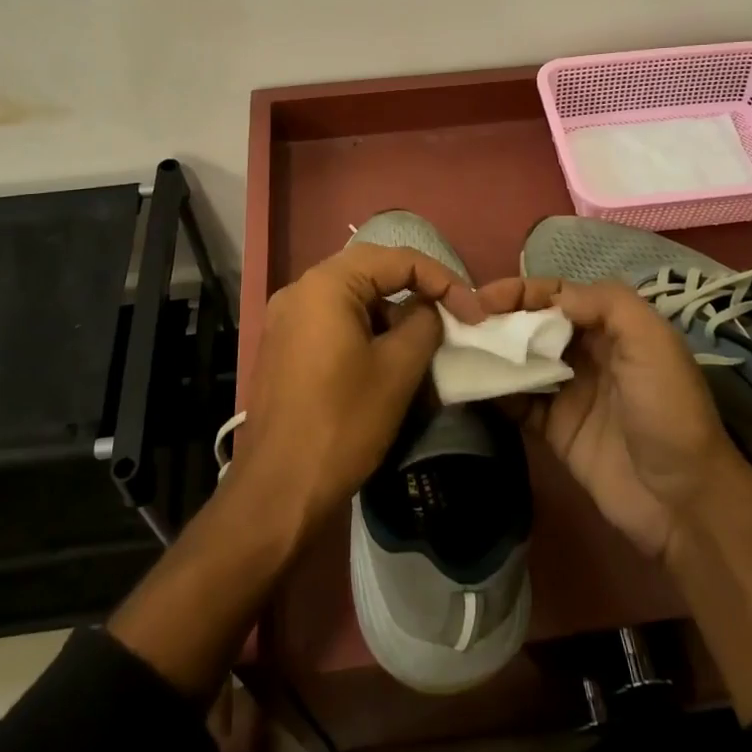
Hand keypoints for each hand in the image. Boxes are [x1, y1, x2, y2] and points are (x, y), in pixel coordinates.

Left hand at [239, 244, 482, 534]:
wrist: (277, 492)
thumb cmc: (342, 423)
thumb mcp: (398, 370)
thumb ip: (423, 323)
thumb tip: (428, 309)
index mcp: (326, 285)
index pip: (397, 259)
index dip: (443, 280)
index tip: (474, 313)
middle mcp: (299, 290)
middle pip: (371, 272)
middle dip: (417, 290)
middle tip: (454, 315)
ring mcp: (285, 320)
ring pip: (352, 299)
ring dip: (392, 313)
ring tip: (425, 342)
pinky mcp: (283, 348)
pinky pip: (333, 322)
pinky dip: (366, 331)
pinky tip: (387, 360)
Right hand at [477, 277, 740, 560]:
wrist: (682, 500)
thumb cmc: (667, 409)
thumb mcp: (651, 341)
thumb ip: (605, 304)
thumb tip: (552, 296)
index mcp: (612, 326)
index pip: (557, 295)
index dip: (521, 291)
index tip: (482, 299)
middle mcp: (588, 352)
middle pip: (534, 325)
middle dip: (498, 319)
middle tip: (459, 324)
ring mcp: (569, 391)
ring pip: (521, 361)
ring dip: (491, 353)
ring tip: (453, 349)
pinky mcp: (555, 429)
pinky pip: (517, 402)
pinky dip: (493, 393)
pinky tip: (467, 386)